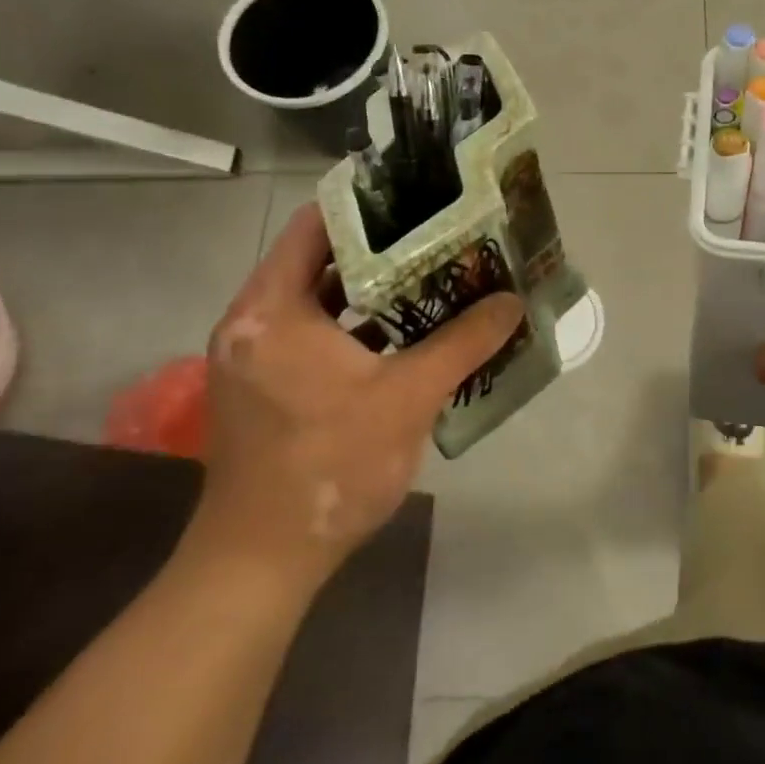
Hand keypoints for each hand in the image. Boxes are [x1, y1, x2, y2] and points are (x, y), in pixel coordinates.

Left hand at [189, 204, 522, 585]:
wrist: (260, 563)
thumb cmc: (329, 468)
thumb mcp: (409, 398)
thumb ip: (463, 342)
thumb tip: (512, 302)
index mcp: (272, 309)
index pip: (317, 225)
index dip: (370, 207)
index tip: (422, 200)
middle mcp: (252, 319)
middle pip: (319, 258)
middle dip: (381, 247)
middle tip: (440, 236)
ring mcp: (252, 353)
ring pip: (317, 297)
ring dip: (371, 288)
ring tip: (433, 274)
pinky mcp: (261, 383)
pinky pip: (311, 330)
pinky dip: (353, 323)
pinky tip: (406, 329)